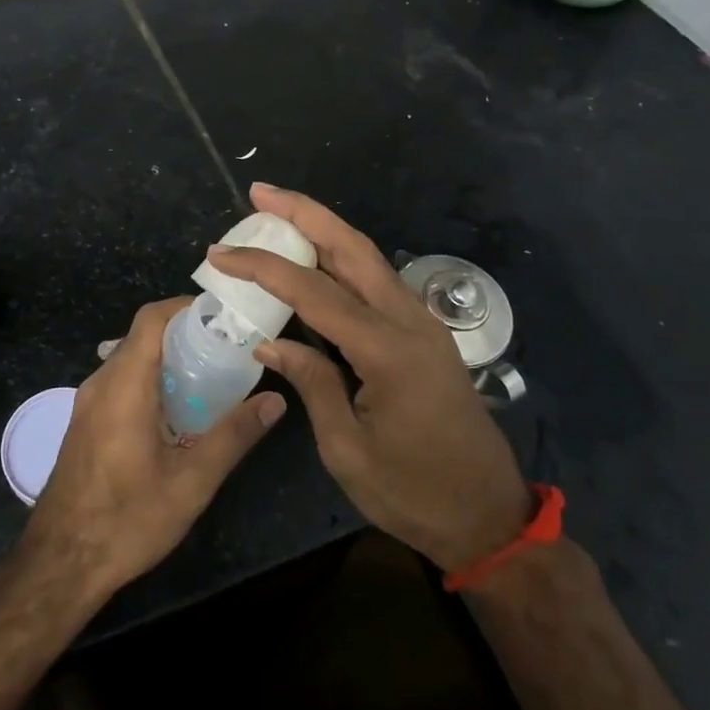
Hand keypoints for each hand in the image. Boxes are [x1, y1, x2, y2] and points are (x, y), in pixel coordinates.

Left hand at [23, 296, 284, 596]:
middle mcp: (100, 383)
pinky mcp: (84, 423)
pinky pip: (119, 383)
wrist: (60, 564)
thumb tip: (275, 401)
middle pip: (142, 337)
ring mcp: (87, 403)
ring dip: (166, 360)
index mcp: (124, 385)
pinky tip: (176, 412)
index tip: (222, 317)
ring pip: (130, 360)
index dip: (185, 307)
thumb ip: (234, 436)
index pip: (151, 319)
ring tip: (208, 378)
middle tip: (227, 350)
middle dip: (184, 335)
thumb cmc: (127, 520)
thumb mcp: (191, 482)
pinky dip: (149, 381)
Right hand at [208, 184, 531, 572]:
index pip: (314, 291)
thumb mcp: (347, 449)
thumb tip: (270, 340)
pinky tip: (314, 262)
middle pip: (352, 247)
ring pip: (367, 258)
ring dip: (323, 229)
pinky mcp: (423, 334)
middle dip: (305, 212)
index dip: (263, 267)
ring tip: (278, 213)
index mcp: (387, 350)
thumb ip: (312, 383)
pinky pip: (376, 282)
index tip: (221, 252)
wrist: (488, 517)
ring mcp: (421, 324)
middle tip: (260, 192)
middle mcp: (408, 321)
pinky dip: (340, 260)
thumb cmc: (414, 493)